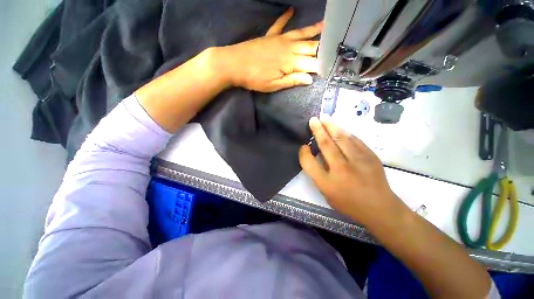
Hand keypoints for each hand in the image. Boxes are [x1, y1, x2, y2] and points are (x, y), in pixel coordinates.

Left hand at [216, 8, 322, 92]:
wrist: (234, 64)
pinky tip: (291, 10)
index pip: (311, 63)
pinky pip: (279, 25)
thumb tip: (310, 79)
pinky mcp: (269, 36)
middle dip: (322, 47)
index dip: (321, 65)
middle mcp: (288, 47)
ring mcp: (279, 39)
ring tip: (325, 24)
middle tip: (334, 46)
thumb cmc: (254, 79)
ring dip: (312, 29)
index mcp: (290, 62)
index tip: (330, 67)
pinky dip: (285, 17)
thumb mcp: (274, 85)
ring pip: (300, 33)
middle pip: (309, 46)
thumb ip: (292, 80)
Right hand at [298, 116, 405, 226]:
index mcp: (328, 183)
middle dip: (318, 130)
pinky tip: (340, 129)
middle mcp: (341, 169)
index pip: (309, 163)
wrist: (380, 208)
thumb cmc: (349, 203)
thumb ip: (318, 174)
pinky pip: (355, 140)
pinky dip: (346, 133)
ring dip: (331, 127)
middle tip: (313, 120)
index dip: (304, 153)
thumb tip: (315, 153)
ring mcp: (358, 161)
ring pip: (341, 138)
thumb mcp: (327, 193)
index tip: (303, 146)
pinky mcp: (370, 156)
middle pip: (326, 145)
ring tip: (325, 118)